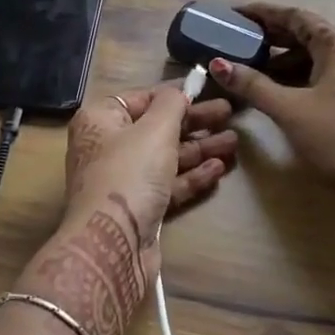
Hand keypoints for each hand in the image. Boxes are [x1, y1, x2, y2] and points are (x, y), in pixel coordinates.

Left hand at [21, 84, 235, 334]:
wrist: (112, 245)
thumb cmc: (129, 173)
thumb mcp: (154, 129)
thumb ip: (171, 104)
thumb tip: (179, 90)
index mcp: (100, 119)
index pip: (140, 98)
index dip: (173, 94)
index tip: (204, 91)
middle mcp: (107, 146)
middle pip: (156, 127)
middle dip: (194, 122)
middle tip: (229, 114)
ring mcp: (123, 179)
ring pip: (166, 157)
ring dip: (199, 148)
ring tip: (234, 142)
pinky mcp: (138, 208)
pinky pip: (168, 184)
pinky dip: (191, 175)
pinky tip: (218, 169)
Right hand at [207, 3, 334, 222]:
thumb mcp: (290, 109)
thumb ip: (253, 86)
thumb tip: (219, 64)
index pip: (294, 16)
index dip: (263, 13)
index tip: (235, 14)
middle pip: (304, 36)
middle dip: (270, 38)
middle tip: (237, 41)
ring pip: (312, 60)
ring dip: (281, 62)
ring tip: (249, 70)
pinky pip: (319, 79)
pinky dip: (295, 80)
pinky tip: (275, 94)